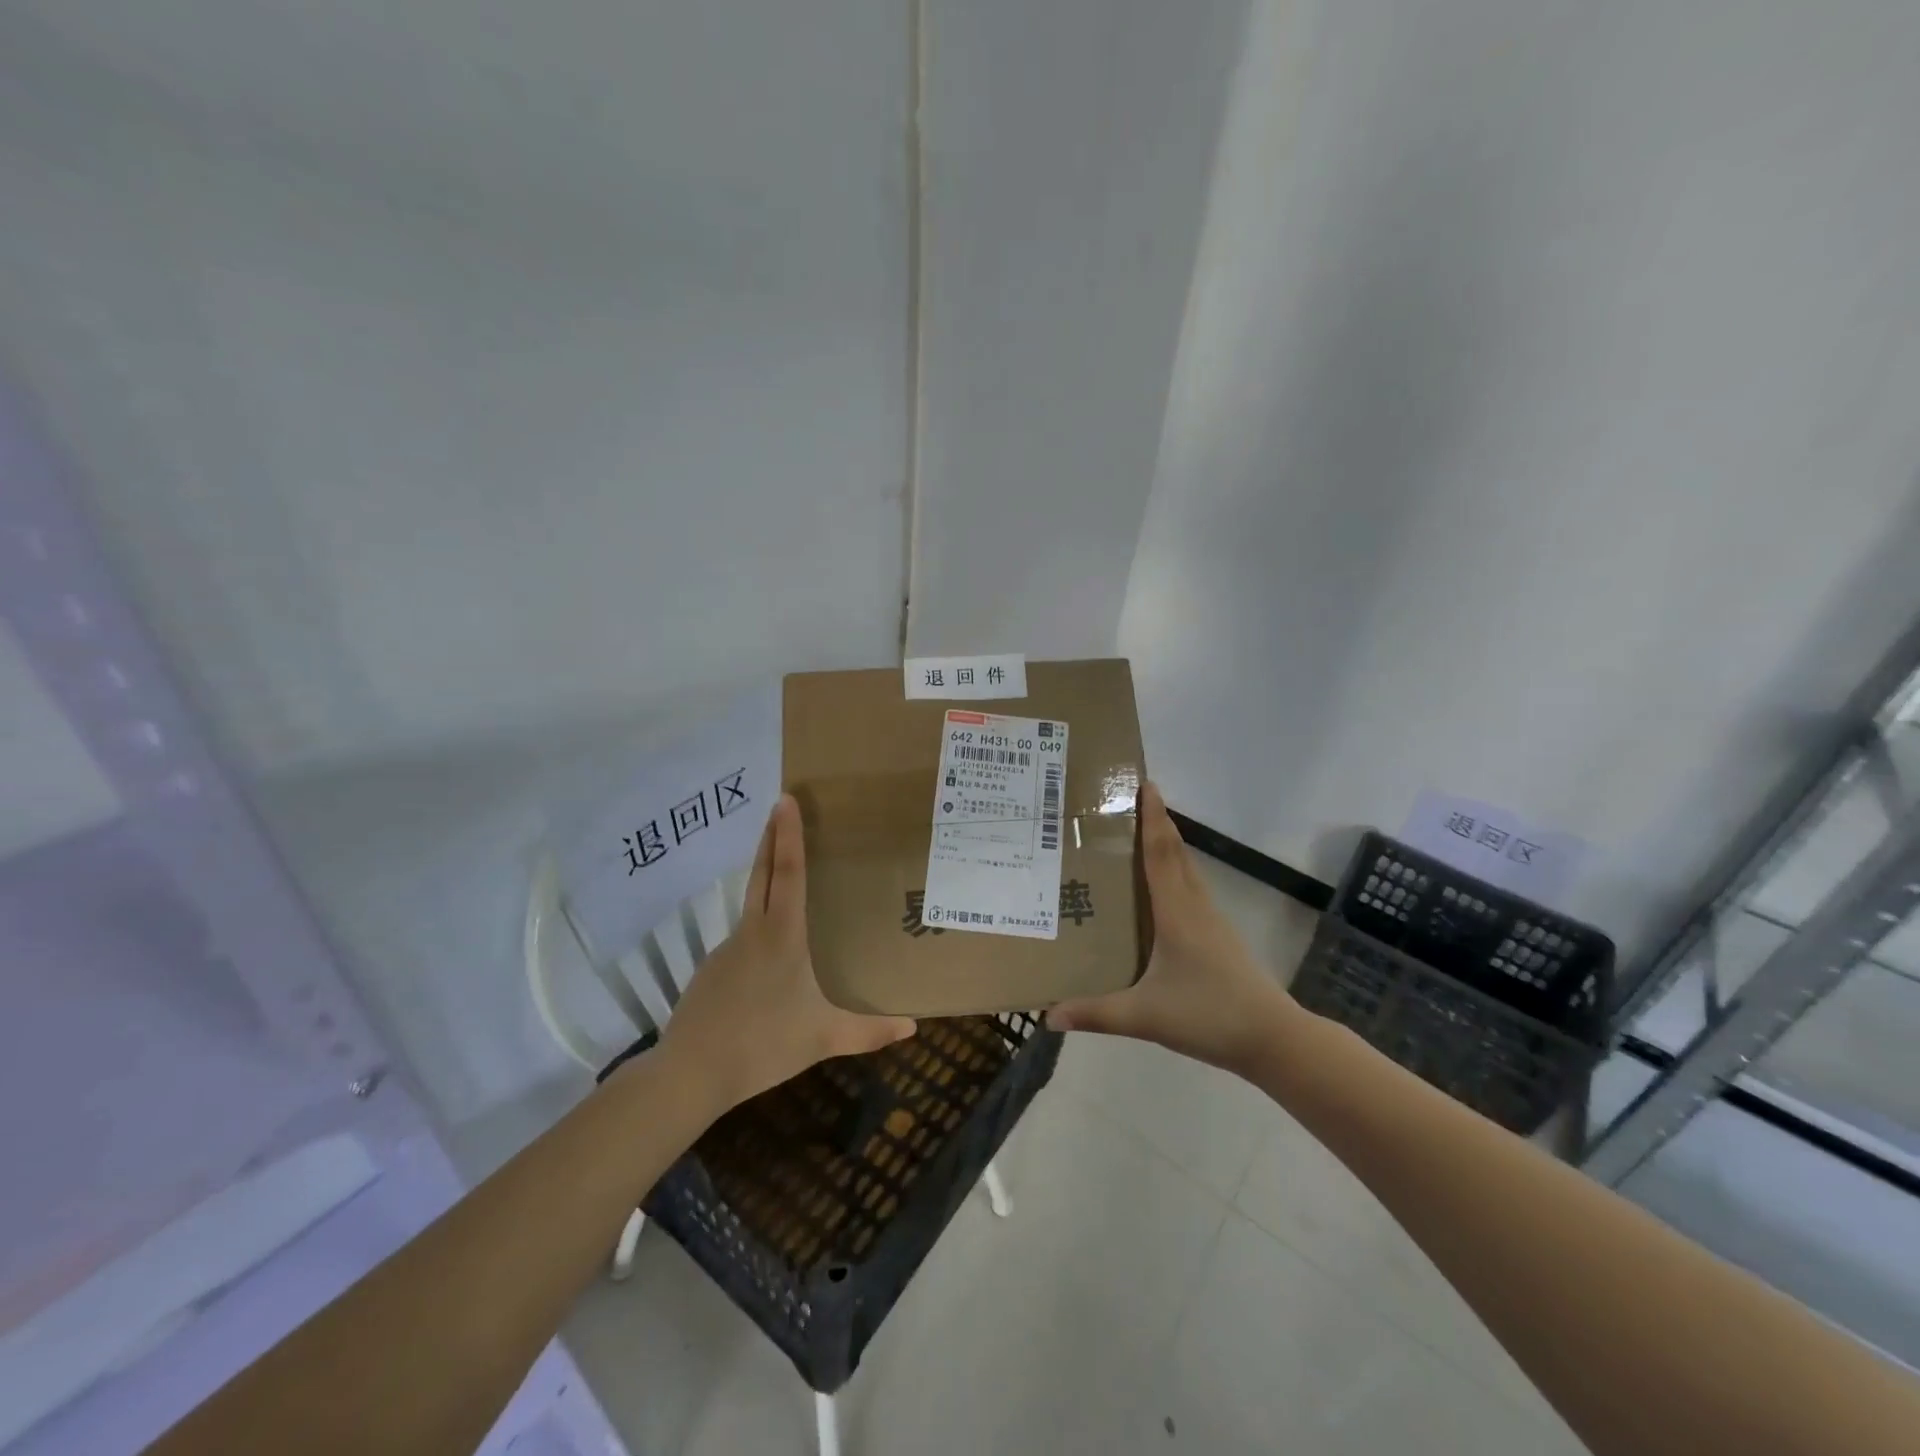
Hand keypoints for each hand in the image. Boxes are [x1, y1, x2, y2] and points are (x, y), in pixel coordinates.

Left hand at [659, 795, 916, 1110]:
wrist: (690, 1073)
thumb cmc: (763, 1046)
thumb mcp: (824, 1039)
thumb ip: (869, 1032)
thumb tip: (914, 1028)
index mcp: (782, 937)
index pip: (788, 873)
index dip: (789, 835)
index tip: (786, 800)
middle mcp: (753, 932)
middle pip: (762, 874)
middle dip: (772, 838)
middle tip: (779, 806)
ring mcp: (727, 949)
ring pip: (751, 905)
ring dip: (765, 879)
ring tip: (785, 874)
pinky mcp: (711, 970)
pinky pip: (742, 937)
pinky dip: (757, 926)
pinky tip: (768, 952)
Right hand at [1046, 781, 1298, 1074]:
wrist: (1273, 1038)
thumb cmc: (1209, 1015)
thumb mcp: (1145, 1016)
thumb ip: (1096, 1014)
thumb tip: (1048, 1016)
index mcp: (1176, 913)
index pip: (1160, 853)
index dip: (1152, 817)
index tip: (1145, 784)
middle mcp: (1194, 907)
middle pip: (1176, 853)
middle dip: (1157, 822)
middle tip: (1130, 801)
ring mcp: (1211, 921)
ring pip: (1187, 870)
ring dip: (1167, 845)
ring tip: (1139, 835)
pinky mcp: (1219, 937)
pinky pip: (1191, 889)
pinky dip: (1175, 872)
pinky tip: (1161, 890)